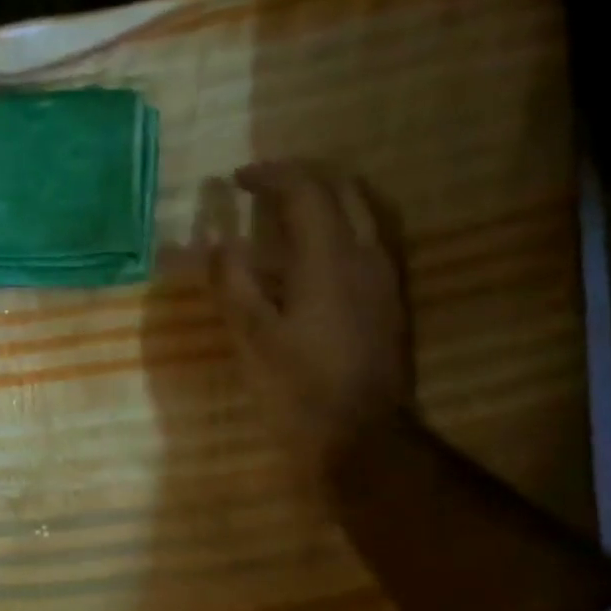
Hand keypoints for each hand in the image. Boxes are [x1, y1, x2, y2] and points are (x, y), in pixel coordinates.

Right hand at [209, 161, 410, 479]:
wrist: (363, 435)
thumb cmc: (299, 387)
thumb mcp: (251, 337)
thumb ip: (233, 283)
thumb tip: (219, 242)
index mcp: (328, 258)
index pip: (304, 190)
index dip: (269, 175)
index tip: (237, 179)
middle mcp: (365, 254)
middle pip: (344, 188)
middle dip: (303, 176)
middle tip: (265, 184)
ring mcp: (385, 277)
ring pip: (364, 211)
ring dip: (327, 198)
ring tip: (290, 211)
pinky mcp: (391, 300)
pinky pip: (370, 239)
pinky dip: (341, 226)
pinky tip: (318, 254)